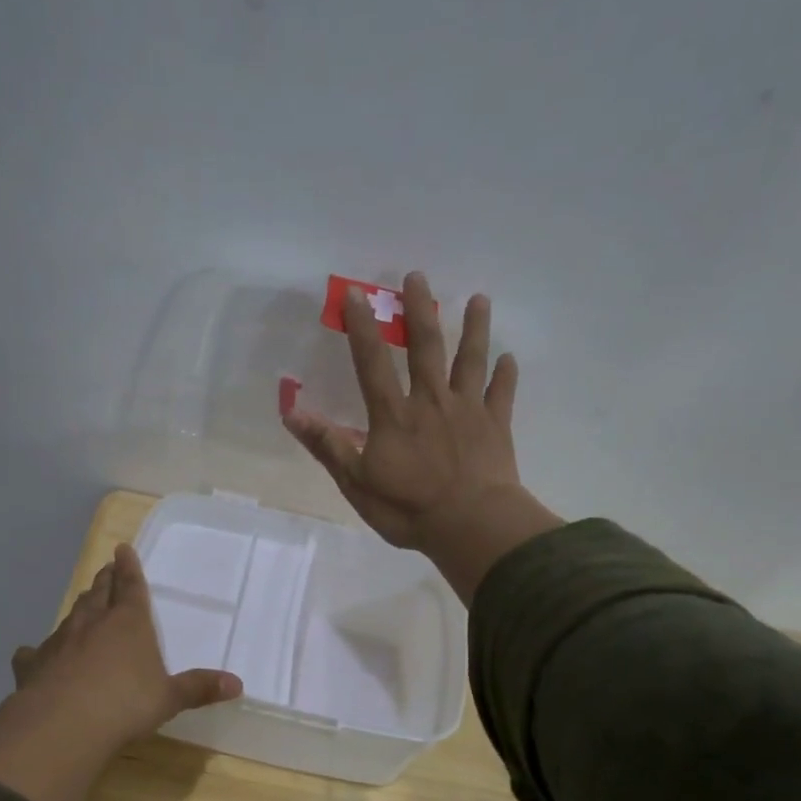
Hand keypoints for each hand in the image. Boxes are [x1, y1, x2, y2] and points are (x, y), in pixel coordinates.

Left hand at [9, 543, 241, 746]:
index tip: (122, 549)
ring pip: (71, 616)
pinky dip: (37, 651)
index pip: (131, 587)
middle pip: (99, 593)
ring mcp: (60, 641)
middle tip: (105, 570)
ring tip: (84, 602)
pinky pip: (35, 652)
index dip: (129, 568)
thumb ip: (199, 689)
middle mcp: (93, 623)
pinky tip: (31, 655)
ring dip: (80, 607)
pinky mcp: (33, 664)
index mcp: (129, 623)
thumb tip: (238, 684)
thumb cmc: (126, 704)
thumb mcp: (169, 698)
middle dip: (104, 581)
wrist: (64, 724)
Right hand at [284, 271, 561, 601]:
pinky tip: (509, 358)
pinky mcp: (495, 426)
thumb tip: (291, 411)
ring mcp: (467, 410)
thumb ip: (327, 445)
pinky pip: (501, 394)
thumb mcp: (356, 482)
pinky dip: (505, 375)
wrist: (472, 524)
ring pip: (470, 360)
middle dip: (419, 310)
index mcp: (394, 415)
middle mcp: (431, 401)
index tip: (356, 294)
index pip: (372, 362)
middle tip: (417, 277)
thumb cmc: (409, 508)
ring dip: (474, 328)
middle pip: (425, 347)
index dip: (362, 328)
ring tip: (479, 299)